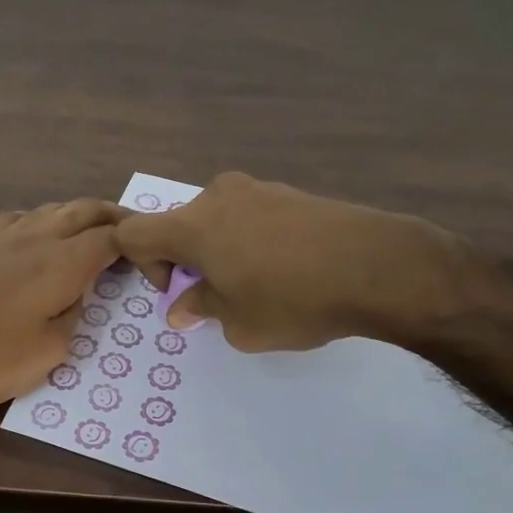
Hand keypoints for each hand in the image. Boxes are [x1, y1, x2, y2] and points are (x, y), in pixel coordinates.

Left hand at [0, 199, 123, 414]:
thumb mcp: (48, 354)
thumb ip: (73, 317)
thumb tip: (75, 296)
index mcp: (60, 263)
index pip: (110, 238)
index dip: (136, 242)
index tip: (151, 254)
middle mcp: (35, 237)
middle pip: (84, 210)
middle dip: (114, 215)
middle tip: (134, 228)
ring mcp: (1, 234)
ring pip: (52, 208)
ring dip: (79, 214)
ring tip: (92, 230)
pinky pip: (21, 217)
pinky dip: (43, 219)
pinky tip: (39, 235)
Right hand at [111, 173, 473, 351]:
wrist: (378, 265)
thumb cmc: (294, 300)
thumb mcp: (239, 323)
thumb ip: (202, 309)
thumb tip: (182, 306)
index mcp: (193, 225)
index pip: (134, 233)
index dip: (144, 265)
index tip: (180, 291)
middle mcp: (218, 197)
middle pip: (180, 225)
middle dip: (189, 261)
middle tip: (222, 296)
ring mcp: (258, 189)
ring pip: (218, 220)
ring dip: (222, 250)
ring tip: (262, 285)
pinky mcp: (291, 192)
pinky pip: (252, 215)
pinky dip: (252, 240)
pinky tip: (290, 268)